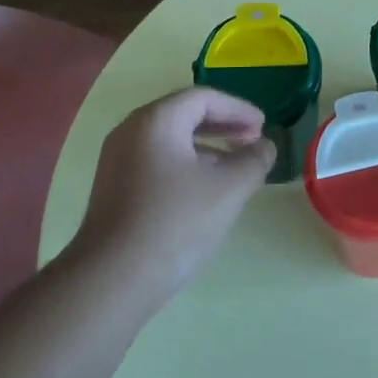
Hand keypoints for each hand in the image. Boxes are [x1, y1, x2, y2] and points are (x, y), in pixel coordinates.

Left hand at [71, 88, 275, 304]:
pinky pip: (156, 160)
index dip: (238, 109)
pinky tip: (203, 190)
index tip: (263, 125)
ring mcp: (117, 159)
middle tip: (252, 139)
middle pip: (184, 114)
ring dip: (206, 146)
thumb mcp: (228, 189)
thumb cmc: (175, 222)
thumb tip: (265, 147)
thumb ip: (254, 161)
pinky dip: (185, 163)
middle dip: (223, 125)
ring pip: (170, 139)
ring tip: (234, 167)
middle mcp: (131, 130)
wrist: (112, 279)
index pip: (204, 98)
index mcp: (157, 120)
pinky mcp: (113, 187)